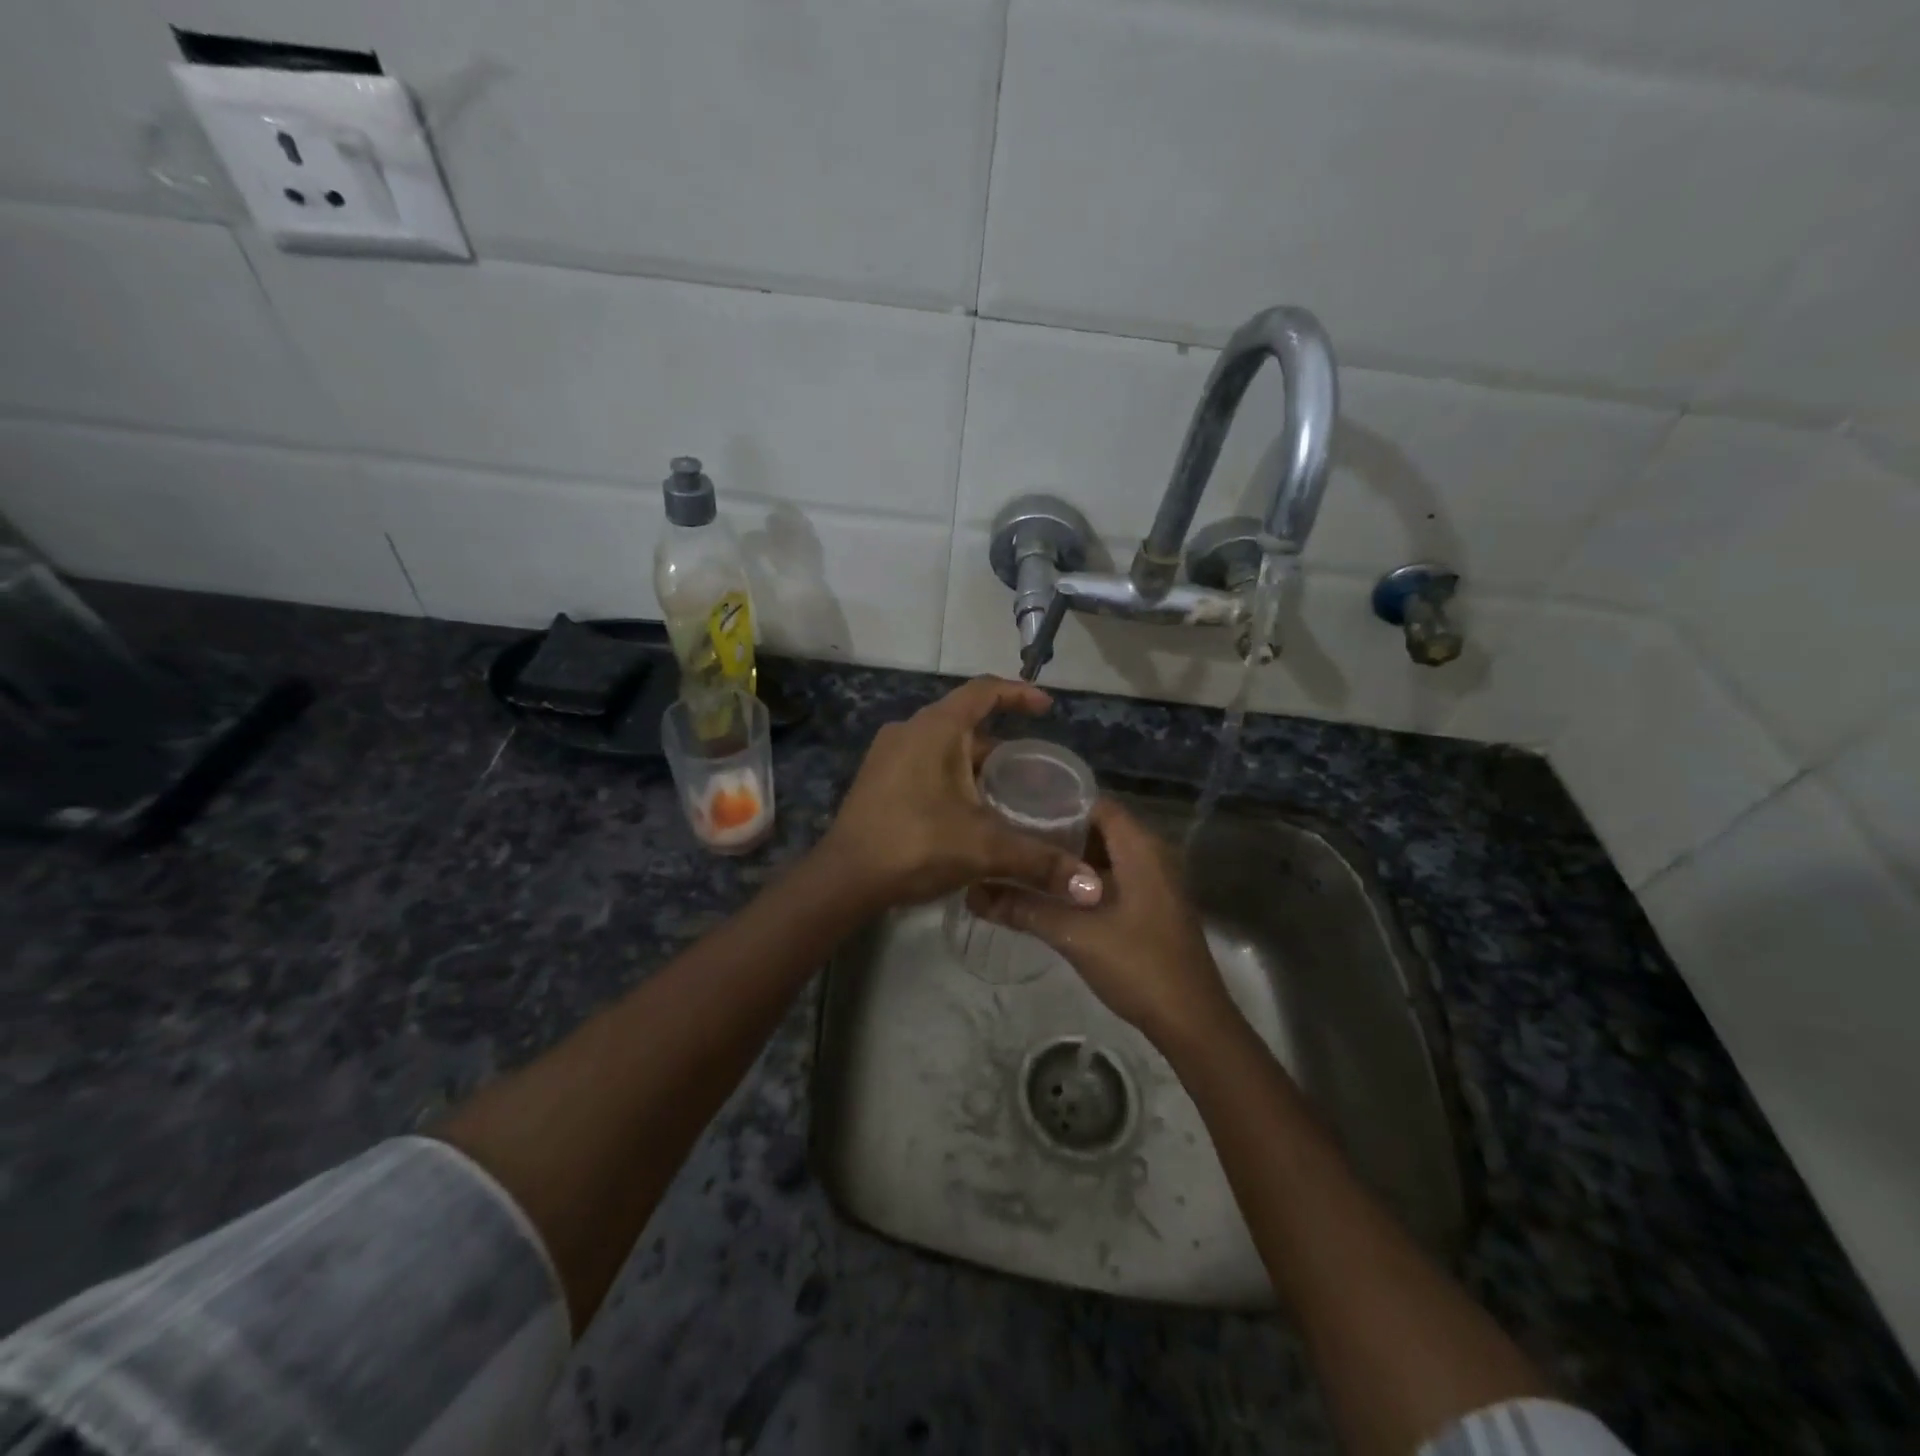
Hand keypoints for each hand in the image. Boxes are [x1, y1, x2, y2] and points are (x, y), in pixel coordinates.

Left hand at [819, 677, 1103, 910]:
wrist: (844, 878)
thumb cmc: (916, 845)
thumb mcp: (984, 848)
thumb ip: (1039, 861)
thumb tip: (1090, 887)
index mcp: (936, 729)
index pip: (984, 691)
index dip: (1019, 693)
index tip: (1046, 707)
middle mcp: (909, 730)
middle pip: (965, 721)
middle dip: (1001, 741)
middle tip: (1031, 767)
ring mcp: (888, 754)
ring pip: (944, 746)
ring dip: (975, 762)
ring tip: (1006, 791)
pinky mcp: (878, 779)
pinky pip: (925, 763)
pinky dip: (952, 775)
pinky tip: (968, 809)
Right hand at [968, 798, 1234, 1046]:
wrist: (1192, 1021)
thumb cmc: (1138, 966)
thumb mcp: (1074, 934)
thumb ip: (1024, 909)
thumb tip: (974, 893)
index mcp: (1141, 848)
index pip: (1095, 803)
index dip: (1057, 801)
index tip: (1017, 807)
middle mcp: (1153, 855)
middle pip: (1099, 827)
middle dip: (1058, 830)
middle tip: (1013, 834)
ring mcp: (1157, 882)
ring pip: (1106, 855)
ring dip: (1070, 856)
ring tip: (1026, 858)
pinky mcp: (1153, 906)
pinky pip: (1115, 876)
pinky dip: (1085, 878)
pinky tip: (1053, 892)